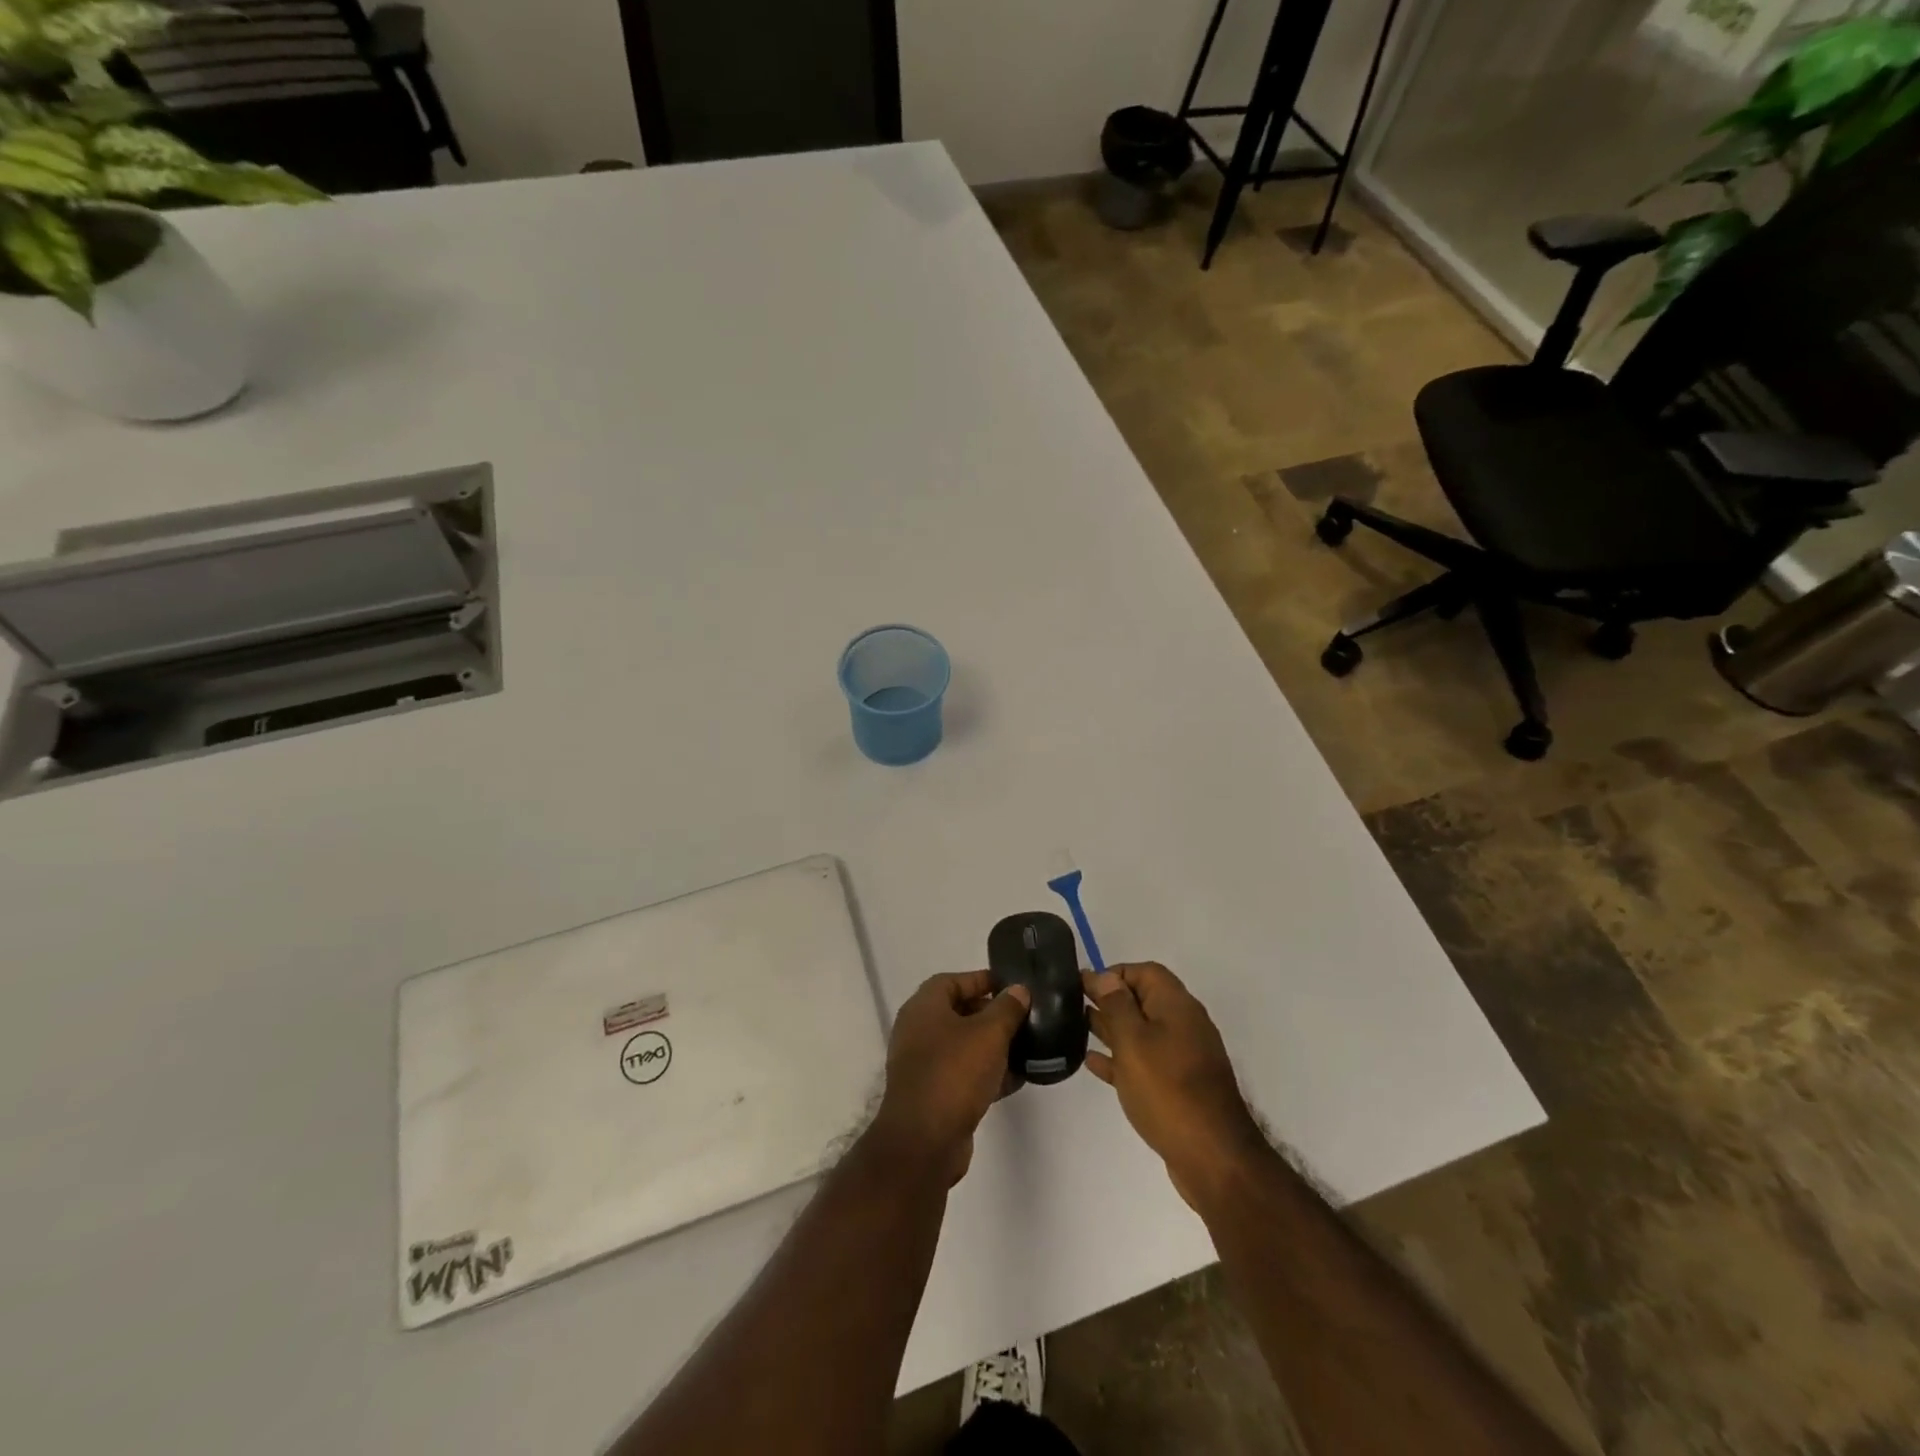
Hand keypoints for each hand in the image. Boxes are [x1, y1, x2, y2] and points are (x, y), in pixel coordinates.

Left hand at [870, 970, 1029, 1184]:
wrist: (924, 1141)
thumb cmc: (954, 1073)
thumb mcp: (989, 1033)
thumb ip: (1007, 1008)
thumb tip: (1018, 990)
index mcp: (924, 1007)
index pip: (953, 981)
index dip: (982, 980)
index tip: (1012, 987)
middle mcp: (918, 1031)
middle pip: (958, 1012)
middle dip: (991, 1013)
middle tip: (1023, 1017)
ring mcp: (923, 1064)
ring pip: (963, 1046)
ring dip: (992, 1046)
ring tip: (1026, 1047)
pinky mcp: (933, 1094)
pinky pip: (963, 1074)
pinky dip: (986, 1073)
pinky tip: (1016, 1079)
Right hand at [1084, 963, 1265, 1210]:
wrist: (1213, 1157)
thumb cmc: (1167, 1090)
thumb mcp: (1133, 1041)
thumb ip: (1116, 1005)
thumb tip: (1103, 975)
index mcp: (1176, 1006)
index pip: (1145, 972)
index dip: (1114, 973)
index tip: (1084, 986)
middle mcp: (1183, 1025)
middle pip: (1143, 1000)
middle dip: (1110, 1000)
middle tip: (1073, 1005)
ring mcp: (1182, 1058)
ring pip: (1142, 1032)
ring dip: (1112, 1029)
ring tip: (1077, 1028)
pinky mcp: (1178, 1087)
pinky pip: (1145, 1062)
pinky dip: (1121, 1058)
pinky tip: (1094, 1063)